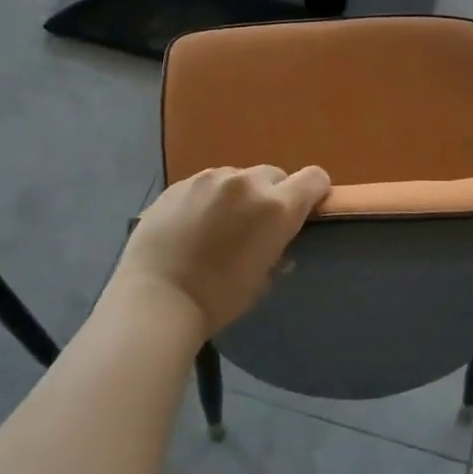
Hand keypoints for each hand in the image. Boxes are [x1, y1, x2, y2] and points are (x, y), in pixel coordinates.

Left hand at [112, 165, 331, 338]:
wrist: (157, 297)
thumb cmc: (218, 298)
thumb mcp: (261, 280)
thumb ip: (276, 253)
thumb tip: (277, 248)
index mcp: (276, 207)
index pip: (313, 179)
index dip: (314, 192)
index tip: (306, 210)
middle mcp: (246, 183)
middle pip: (274, 175)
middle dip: (272, 195)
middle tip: (256, 225)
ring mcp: (209, 179)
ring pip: (237, 177)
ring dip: (238, 195)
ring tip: (219, 224)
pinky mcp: (179, 184)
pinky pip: (206, 184)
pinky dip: (208, 199)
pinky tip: (192, 225)